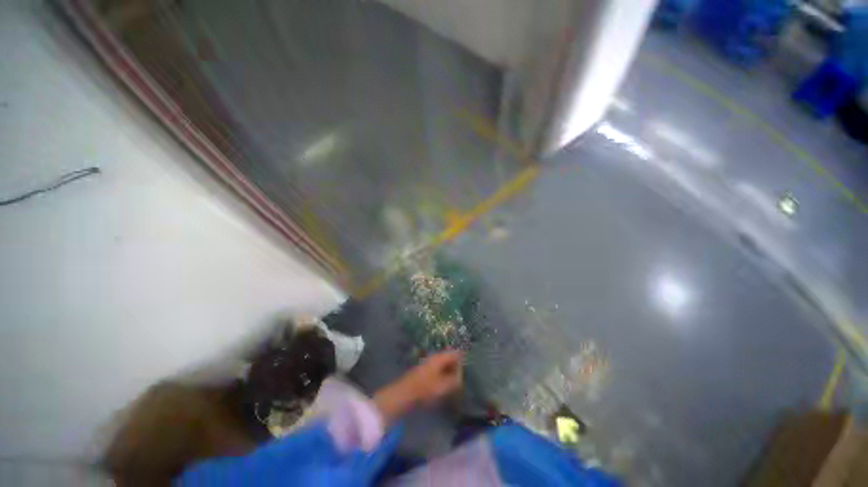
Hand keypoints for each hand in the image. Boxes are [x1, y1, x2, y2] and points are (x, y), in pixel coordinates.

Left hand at [373, 351, 462, 422]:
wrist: (403, 395)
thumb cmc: (424, 390)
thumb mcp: (443, 387)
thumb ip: (454, 380)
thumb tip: (461, 375)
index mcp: (439, 358)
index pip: (455, 353)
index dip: (463, 360)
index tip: (469, 369)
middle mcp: (434, 357)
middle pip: (449, 358)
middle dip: (456, 366)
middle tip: (463, 378)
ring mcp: (428, 364)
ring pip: (443, 364)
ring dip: (449, 372)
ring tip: (455, 384)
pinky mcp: (423, 372)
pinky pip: (437, 370)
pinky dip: (443, 375)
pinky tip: (444, 385)